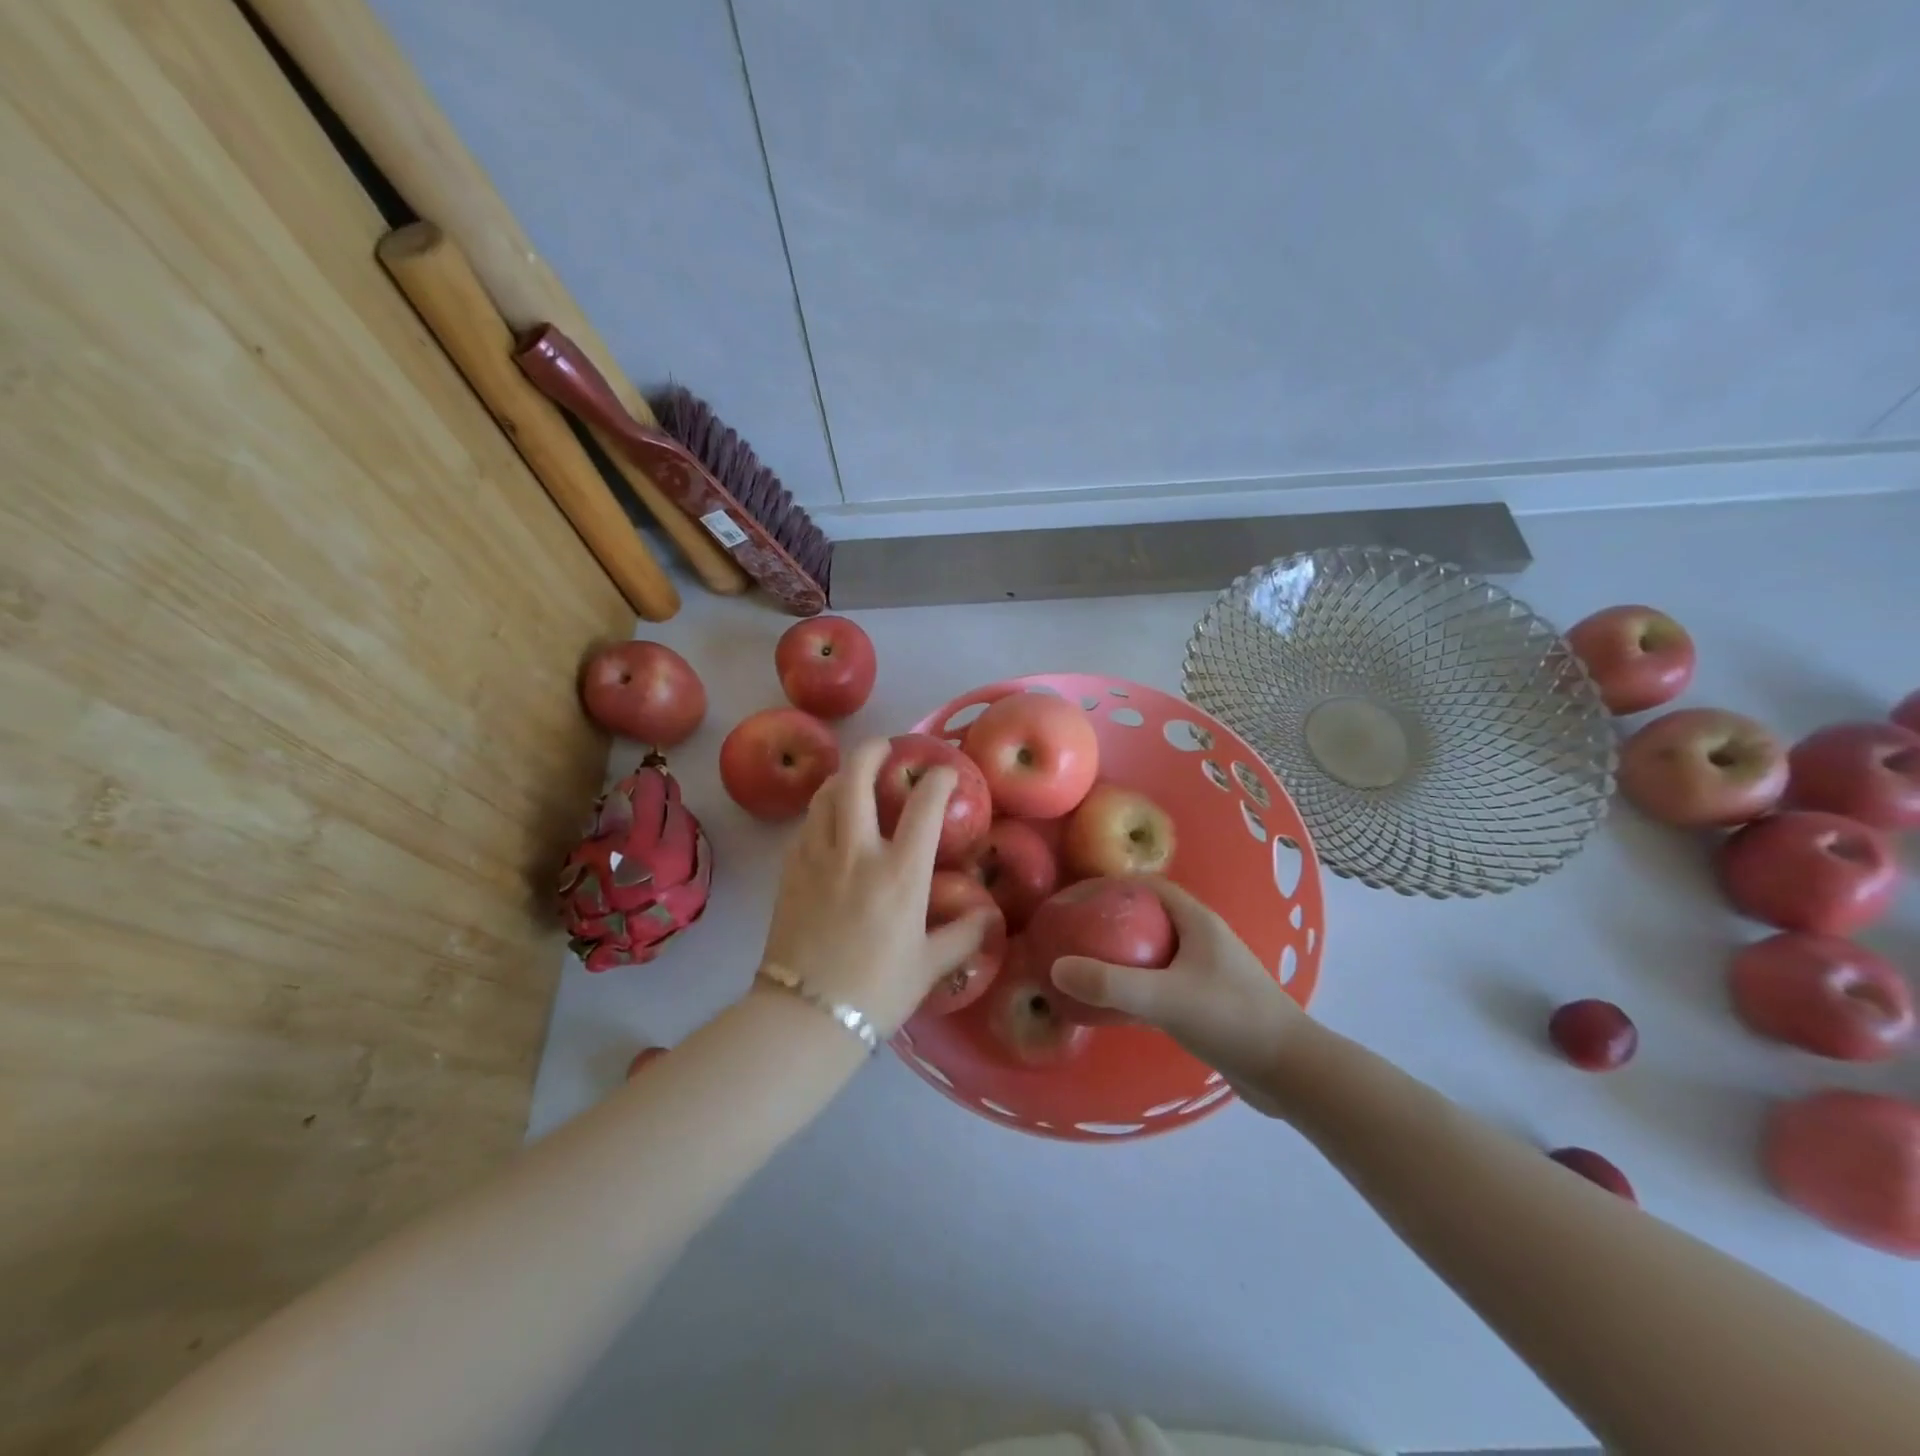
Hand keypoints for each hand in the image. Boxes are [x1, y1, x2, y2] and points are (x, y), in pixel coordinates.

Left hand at [758, 739, 993, 1036]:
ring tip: (853, 779)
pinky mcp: (789, 872)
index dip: (938, 780)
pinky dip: (820, 812)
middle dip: (872, 752)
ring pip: (824, 796)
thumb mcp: (930, 966)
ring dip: (841, 777)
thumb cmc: (877, 991)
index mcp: (900, 874)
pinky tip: (828, 824)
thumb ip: (963, 936)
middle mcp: (857, 853)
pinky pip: (805, 826)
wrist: (805, 1016)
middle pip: (856, 779)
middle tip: (884, 748)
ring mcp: (817, 858)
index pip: (924, 807)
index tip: (945, 772)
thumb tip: (989, 917)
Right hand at [1049, 878, 1310, 1115]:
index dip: (1106, 887)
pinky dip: (1133, 983)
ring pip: (1151, 950)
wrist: (1290, 1072)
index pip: (1144, 885)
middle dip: (1107, 920)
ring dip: (1119, 953)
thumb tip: (1056, 967)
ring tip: (1083, 966)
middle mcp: (1200, 937)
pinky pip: (1159, 980)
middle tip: (1070, 934)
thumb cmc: (1232, 1019)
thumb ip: (1111, 984)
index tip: (1071, 900)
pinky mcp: (1205, 1000)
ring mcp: (1204, 969)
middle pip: (1145, 916)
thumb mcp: (1166, 998)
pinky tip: (1113, 1004)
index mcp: (1195, 920)